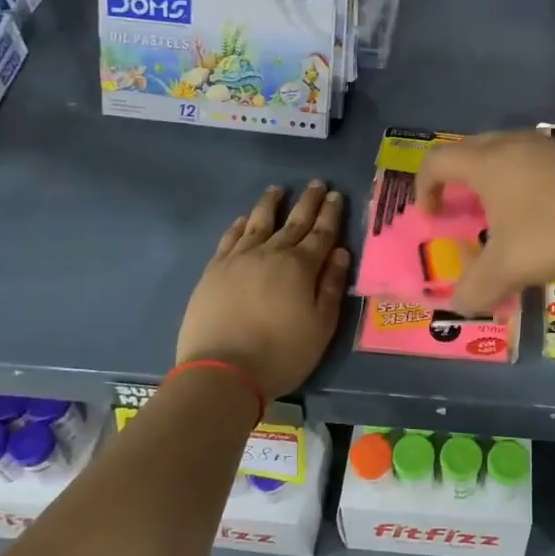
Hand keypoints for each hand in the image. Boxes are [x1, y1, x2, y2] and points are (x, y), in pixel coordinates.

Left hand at [177, 181, 350, 400]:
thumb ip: (332, 287)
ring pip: (257, 223)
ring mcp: (238, 260)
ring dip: (270, 204)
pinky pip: (229, 239)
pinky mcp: (214, 271)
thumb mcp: (321, 326)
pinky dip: (238, 226)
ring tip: (277, 189)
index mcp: (301, 266)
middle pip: (293, 221)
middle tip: (317, 183)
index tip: (336, 195)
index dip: (331, 213)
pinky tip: (242, 220)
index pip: (321, 233)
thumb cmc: (281, 353)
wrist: (222, 371)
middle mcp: (270, 254)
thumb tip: (340, 253)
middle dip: (308, 202)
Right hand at [417, 133, 554, 314]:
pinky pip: (537, 161)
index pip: (438, 160)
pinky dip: (525, 180)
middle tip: (460, 206)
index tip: (431, 215)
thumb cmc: (554, 235)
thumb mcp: (507, 268)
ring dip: (494, 177)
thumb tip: (458, 306)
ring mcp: (550, 147)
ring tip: (500, 210)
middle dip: (457, 176)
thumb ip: (475, 288)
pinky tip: (542, 211)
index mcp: (488, 163)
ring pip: (507, 151)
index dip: (424, 185)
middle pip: (470, 149)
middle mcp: (515, 145)